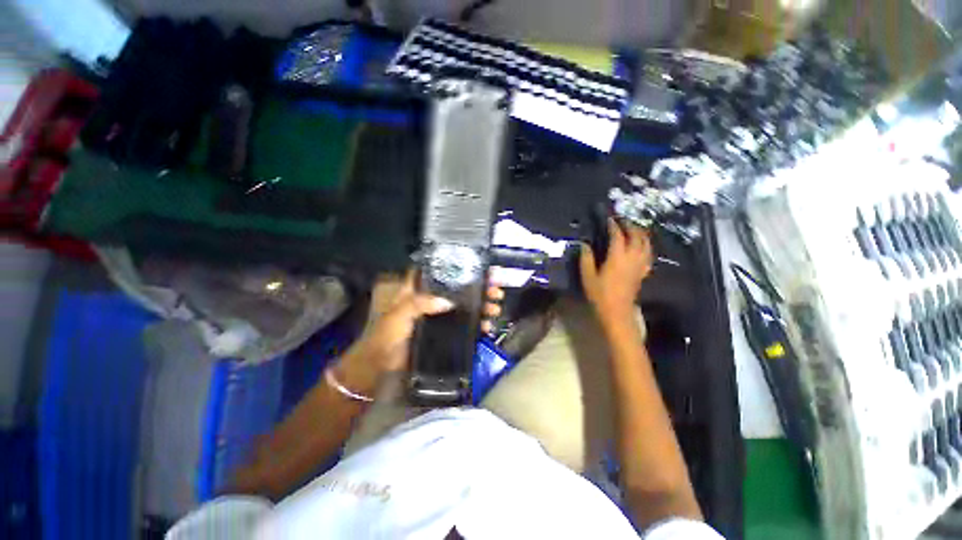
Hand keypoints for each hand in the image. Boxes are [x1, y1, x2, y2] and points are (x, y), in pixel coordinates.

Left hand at [335, 271, 503, 395]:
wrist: (381, 367)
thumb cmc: (385, 336)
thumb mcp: (398, 315)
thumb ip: (418, 304)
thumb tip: (448, 302)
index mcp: (420, 290)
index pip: (442, 272)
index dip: (460, 267)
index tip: (480, 266)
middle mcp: (433, 299)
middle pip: (460, 289)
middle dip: (480, 287)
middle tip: (496, 288)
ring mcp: (441, 316)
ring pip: (466, 306)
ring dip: (483, 305)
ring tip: (496, 307)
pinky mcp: (446, 332)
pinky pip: (466, 325)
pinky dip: (478, 325)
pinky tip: (488, 326)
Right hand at [580, 218, 652, 327]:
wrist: (617, 312)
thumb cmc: (600, 294)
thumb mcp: (588, 276)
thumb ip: (586, 258)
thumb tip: (584, 244)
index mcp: (617, 257)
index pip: (617, 235)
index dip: (613, 225)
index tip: (608, 218)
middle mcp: (632, 257)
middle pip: (636, 236)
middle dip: (629, 225)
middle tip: (621, 221)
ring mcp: (640, 265)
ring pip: (646, 243)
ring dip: (640, 233)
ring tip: (633, 229)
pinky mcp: (643, 272)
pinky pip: (649, 254)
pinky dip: (646, 245)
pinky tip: (642, 245)